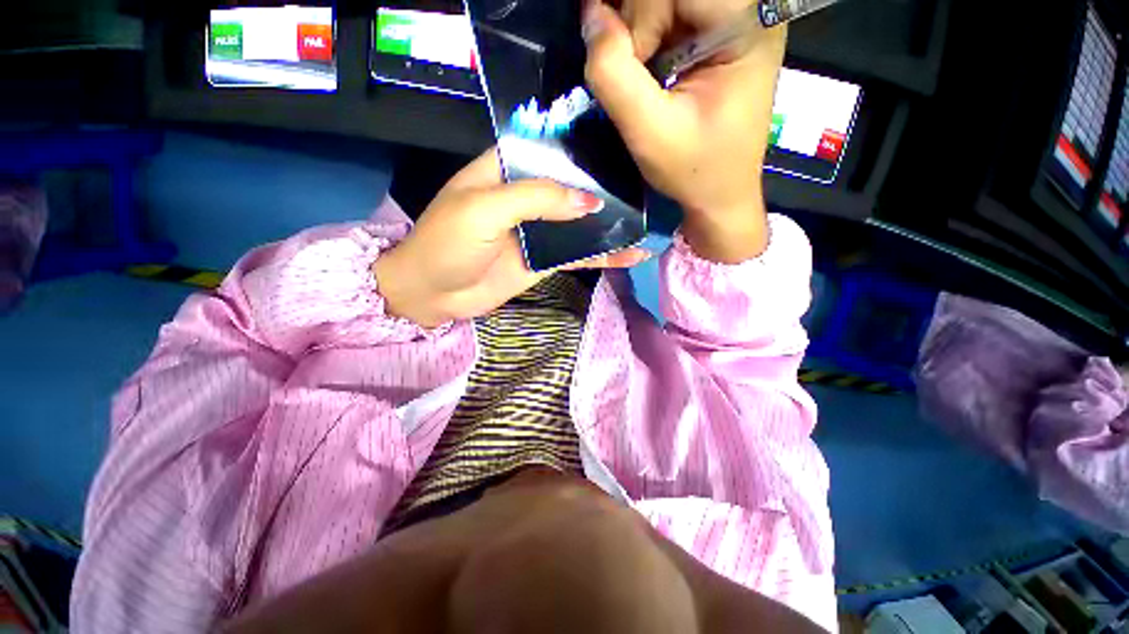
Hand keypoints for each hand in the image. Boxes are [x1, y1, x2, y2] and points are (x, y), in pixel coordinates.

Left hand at [373, 149, 649, 327]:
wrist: (434, 295)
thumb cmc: (448, 243)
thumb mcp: (485, 209)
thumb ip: (536, 199)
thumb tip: (588, 201)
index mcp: (507, 170)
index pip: (550, 148)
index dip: (582, 146)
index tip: (621, 143)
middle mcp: (527, 197)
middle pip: (571, 186)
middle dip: (605, 186)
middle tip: (646, 184)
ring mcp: (539, 231)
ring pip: (580, 223)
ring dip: (610, 224)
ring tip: (648, 220)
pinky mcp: (545, 260)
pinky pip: (579, 255)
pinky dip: (604, 256)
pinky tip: (631, 255)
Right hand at [583, 0, 785, 262]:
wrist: (720, 194)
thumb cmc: (694, 170)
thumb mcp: (649, 134)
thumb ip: (614, 75)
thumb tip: (590, 13)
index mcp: (747, 25)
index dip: (642, 16)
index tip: (635, 66)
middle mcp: (749, 9)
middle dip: (639, 22)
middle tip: (634, 68)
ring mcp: (736, 19)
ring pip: (667, 0)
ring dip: (640, 30)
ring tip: (642, 74)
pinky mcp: (720, 33)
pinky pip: (673, 13)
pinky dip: (648, 35)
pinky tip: (648, 67)